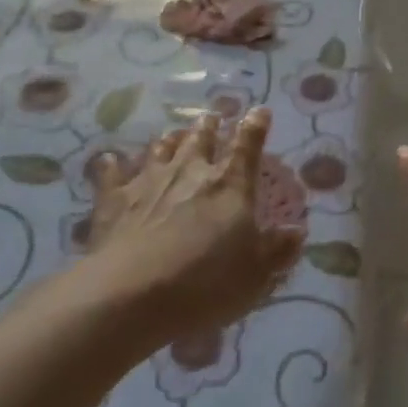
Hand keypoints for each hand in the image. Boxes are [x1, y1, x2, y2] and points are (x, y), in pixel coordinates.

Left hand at [87, 108, 304, 343]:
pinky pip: (112, 172)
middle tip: (212, 117)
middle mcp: (191, 171)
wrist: (131, 295)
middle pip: (201, 138)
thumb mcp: (256, 274)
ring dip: (170, 140)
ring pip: (161, 148)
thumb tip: (297, 232)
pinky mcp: (113, 199)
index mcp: (230, 184)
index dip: (256, 125)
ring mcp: (149, 181)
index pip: (248, 144)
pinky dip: (113, 165)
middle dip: (209, 125)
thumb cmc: (205, 283)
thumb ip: (278, 250)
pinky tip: (110, 160)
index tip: (260, 111)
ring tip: (174, 135)